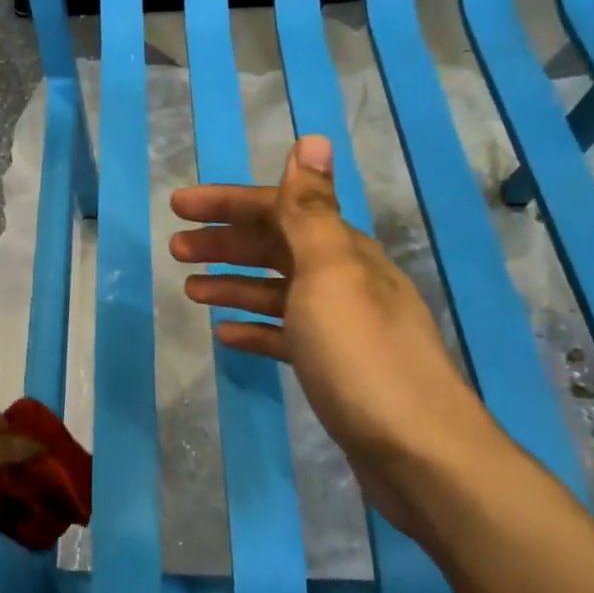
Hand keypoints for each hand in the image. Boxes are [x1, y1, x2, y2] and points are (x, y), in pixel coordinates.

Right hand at [170, 135, 501, 540]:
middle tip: (176, 249)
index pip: (279, 210)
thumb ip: (311, 210)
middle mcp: (344, 280)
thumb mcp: (330, 273)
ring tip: (191, 288)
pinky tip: (226, 334)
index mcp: (342, 251)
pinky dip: (256, 328)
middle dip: (225, 242)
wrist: (417, 452)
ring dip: (234, 283)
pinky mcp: (335, 367)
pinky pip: (286, 335)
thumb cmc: (361, 355)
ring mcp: (340, 326)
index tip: (179, 207)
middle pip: (275, 248)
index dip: (228, 203)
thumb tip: (313, 139)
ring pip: (277, 291)